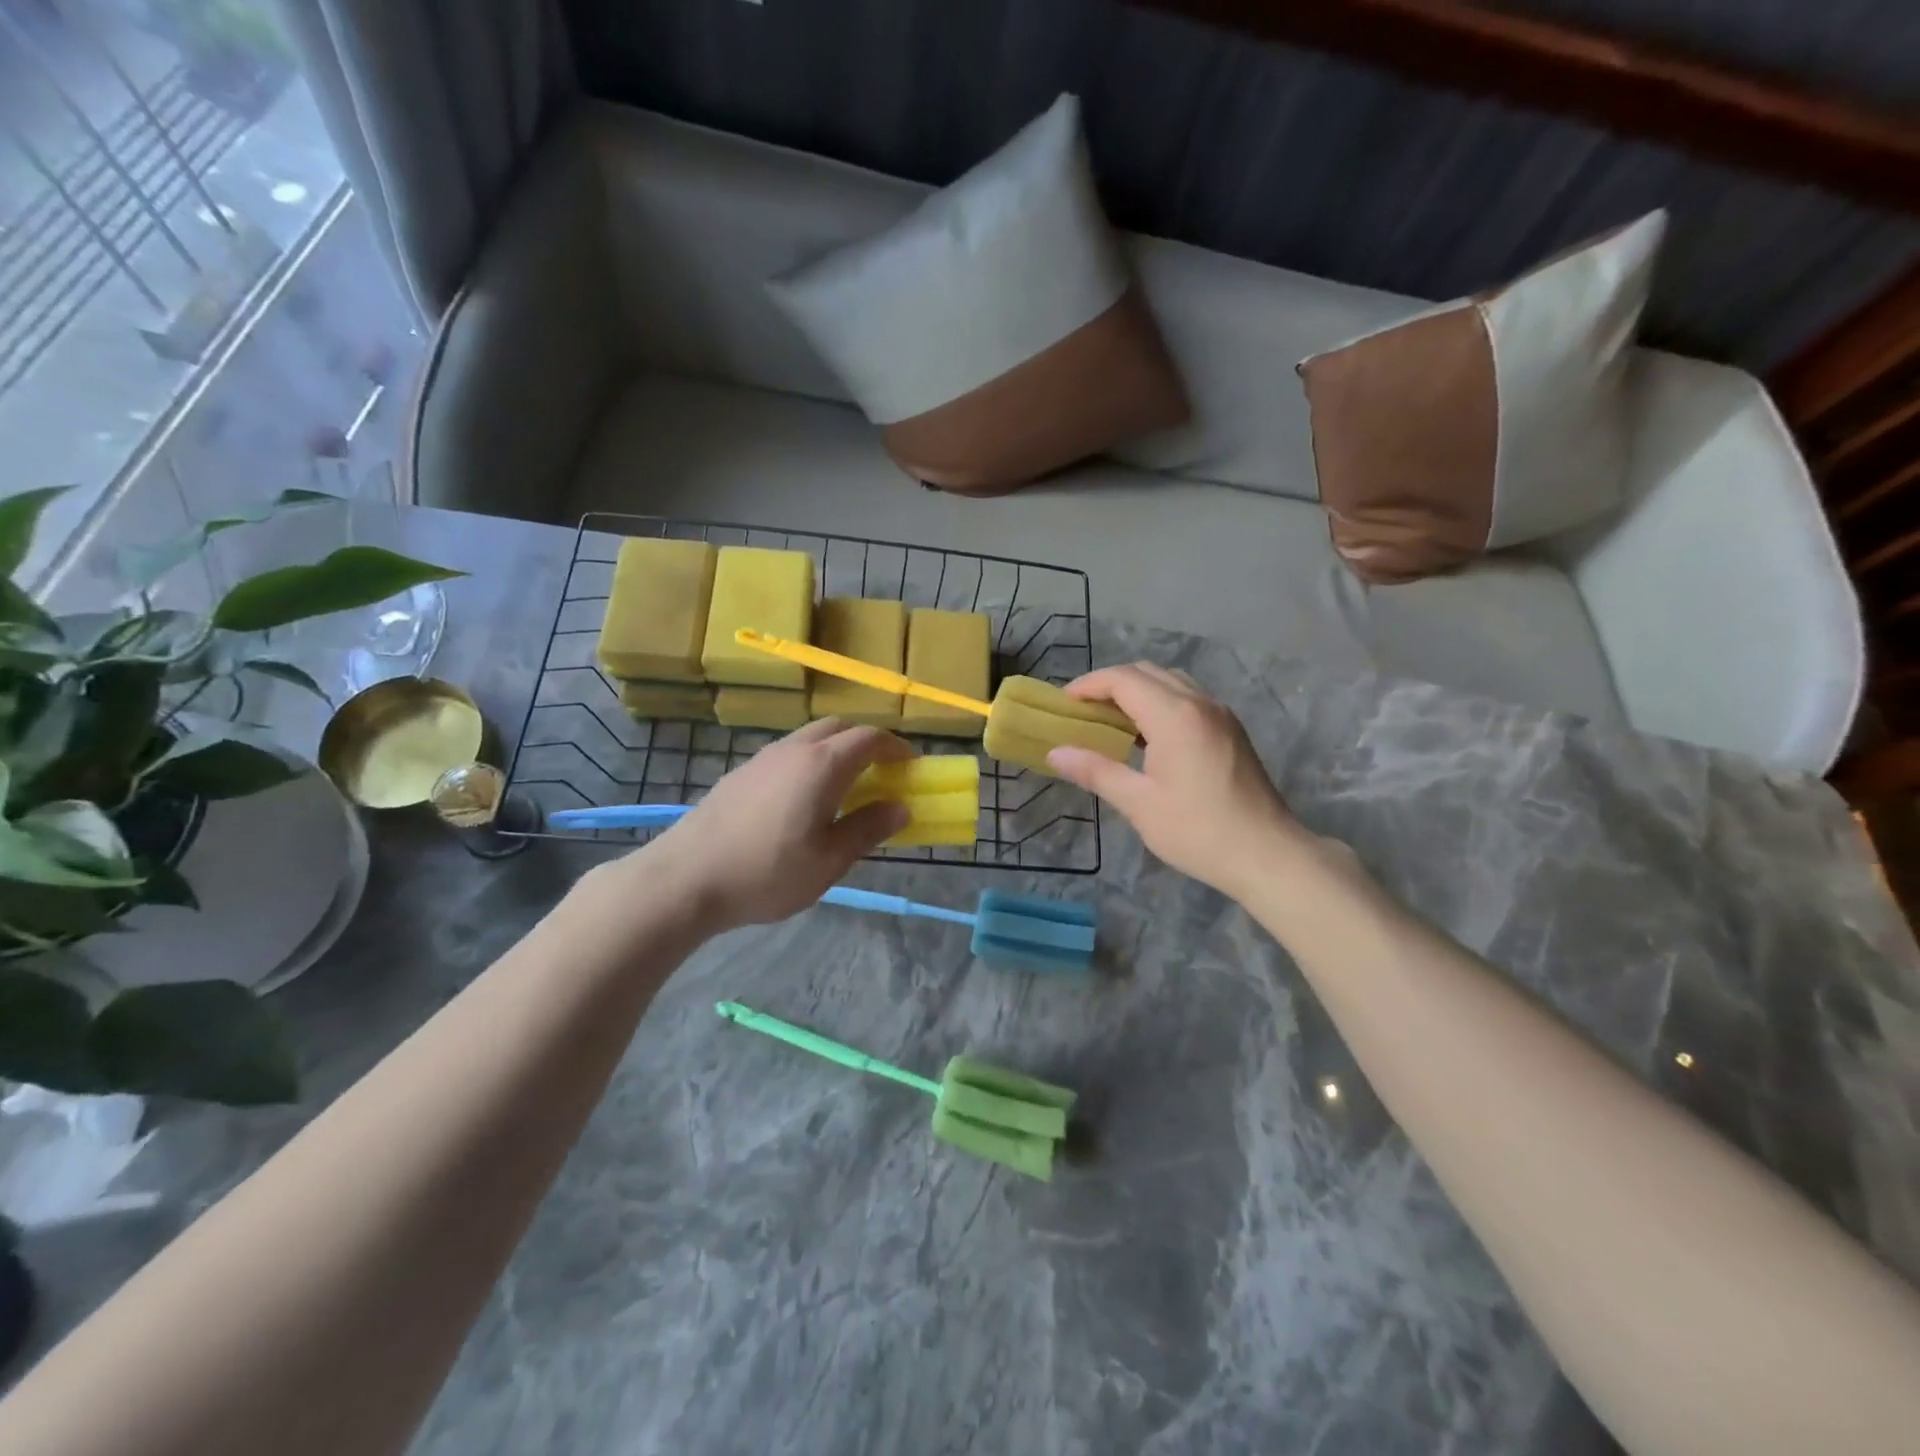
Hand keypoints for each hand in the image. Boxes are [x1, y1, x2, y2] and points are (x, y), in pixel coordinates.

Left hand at [599, 720, 912, 932]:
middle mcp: (793, 750)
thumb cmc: (767, 872)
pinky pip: (787, 753)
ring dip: (836, 750)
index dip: (896, 747)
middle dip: (867, 742)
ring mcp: (762, 758)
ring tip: (845, 787)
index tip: (911, 766)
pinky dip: (810, 762)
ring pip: (810, 737)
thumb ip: (868, 829)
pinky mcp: (741, 773)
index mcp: (822, 765)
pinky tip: (802, 800)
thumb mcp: (829, 860)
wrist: (685, 878)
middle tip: (882, 773)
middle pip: (839, 727)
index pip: (870, 738)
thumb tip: (901, 807)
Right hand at [1046, 663, 1308, 897]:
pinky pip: (1188, 699)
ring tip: (1110, 722)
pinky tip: (1147, 737)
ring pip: (1170, 683)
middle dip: (1110, 685)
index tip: (1063, 703)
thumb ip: (1095, 771)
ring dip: (1137, 692)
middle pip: (1147, 673)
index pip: (1123, 679)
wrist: (1268, 854)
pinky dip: (1160, 704)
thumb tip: (1054, 753)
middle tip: (1082, 712)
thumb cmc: (1198, 831)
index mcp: (1174, 715)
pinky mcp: (1231, 730)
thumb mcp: (1139, 803)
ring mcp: (1220, 714)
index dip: (1089, 685)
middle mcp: (1199, 703)